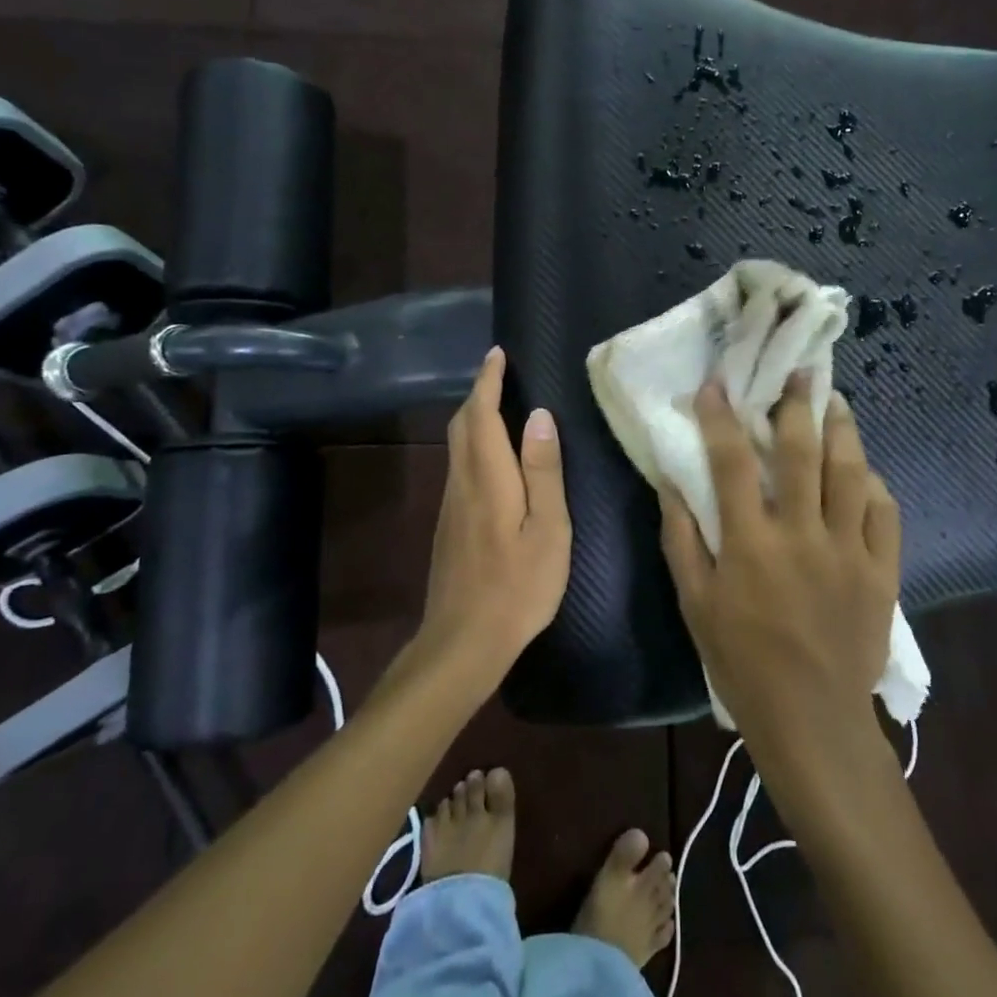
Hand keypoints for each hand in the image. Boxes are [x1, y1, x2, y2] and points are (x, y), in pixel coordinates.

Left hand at [418, 347, 571, 680]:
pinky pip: (459, 466)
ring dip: (475, 417)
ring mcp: (450, 505)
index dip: (488, 380)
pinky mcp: (448, 524)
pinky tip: (494, 456)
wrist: (462, 642)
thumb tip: (540, 416)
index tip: (498, 354)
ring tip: (502, 405)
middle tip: (501, 374)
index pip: (481, 414)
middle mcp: (461, 482)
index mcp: (488, 478)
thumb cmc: (518, 587)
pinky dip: (474, 443)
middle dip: (478, 393)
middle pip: (462, 424)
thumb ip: (544, 472)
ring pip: (457, 445)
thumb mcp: (548, 530)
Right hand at [659, 373, 899, 748]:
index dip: (721, 417)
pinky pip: (884, 513)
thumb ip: (681, 540)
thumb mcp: (695, 604)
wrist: (812, 720)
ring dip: (843, 430)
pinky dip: (874, 484)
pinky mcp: (881, 571)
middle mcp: (802, 535)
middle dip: (798, 404)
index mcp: (751, 544)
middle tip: (799, 372)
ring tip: (836, 401)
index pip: (730, 462)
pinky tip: (864, 469)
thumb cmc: (742, 662)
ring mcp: (848, 551)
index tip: (716, 384)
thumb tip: (671, 484)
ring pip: (850, 473)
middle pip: (802, 453)